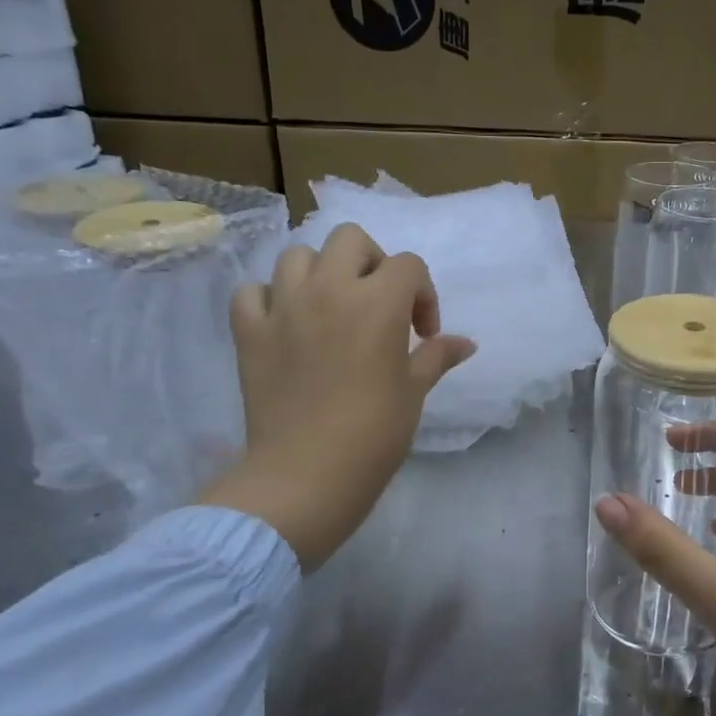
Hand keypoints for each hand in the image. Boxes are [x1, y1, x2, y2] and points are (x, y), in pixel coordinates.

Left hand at [199, 223, 475, 570]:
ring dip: (320, 273)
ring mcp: (283, 307)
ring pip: (297, 255)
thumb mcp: (414, 391)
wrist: (306, 475)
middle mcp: (329, 289)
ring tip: (330, 308)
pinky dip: (269, 299)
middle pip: (350, 240)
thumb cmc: (374, 433)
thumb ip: (437, 356)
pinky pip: (253, 292)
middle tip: (378, 304)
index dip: (423, 294)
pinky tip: (285, 323)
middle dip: (372, 263)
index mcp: (378, 302)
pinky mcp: (249, 331)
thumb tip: (467, 343)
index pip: (408, 266)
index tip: (423, 334)